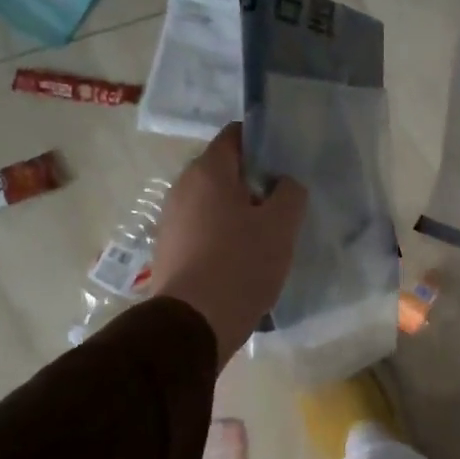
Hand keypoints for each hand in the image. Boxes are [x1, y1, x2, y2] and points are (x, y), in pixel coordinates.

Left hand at [150, 123, 306, 367]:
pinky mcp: (169, 248)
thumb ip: (290, 193)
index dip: (264, 142)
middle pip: (224, 170)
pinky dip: (223, 233)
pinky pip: (203, 227)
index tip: (287, 161)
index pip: (236, 135)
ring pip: (213, 201)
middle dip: (254, 180)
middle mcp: (183, 187)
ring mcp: (171, 219)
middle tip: (284, 200)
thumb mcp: (281, 226)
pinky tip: (243, 256)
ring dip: (239, 209)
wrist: (193, 324)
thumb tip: (285, 183)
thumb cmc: (241, 265)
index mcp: (209, 171)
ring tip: (267, 232)